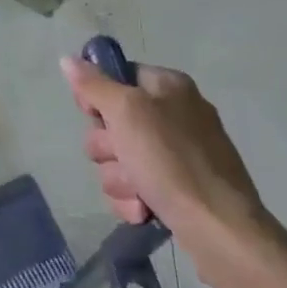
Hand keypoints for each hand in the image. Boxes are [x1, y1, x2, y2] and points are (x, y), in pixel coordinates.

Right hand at [60, 56, 270, 264]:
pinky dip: (132, 199)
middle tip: (123, 157)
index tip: (94, 115)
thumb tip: (67, 59)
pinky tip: (144, 210)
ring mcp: (175, 154)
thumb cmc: (171, 161)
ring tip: (139, 191)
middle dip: (108, 148)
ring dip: (119, 179)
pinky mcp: (175, 188)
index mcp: (167, 86)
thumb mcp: (127, 112)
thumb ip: (94, 85)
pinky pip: (133, 187)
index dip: (98, 98)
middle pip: (110, 122)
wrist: (219, 228)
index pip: (116, 76)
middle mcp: (173, 114)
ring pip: (117, 159)